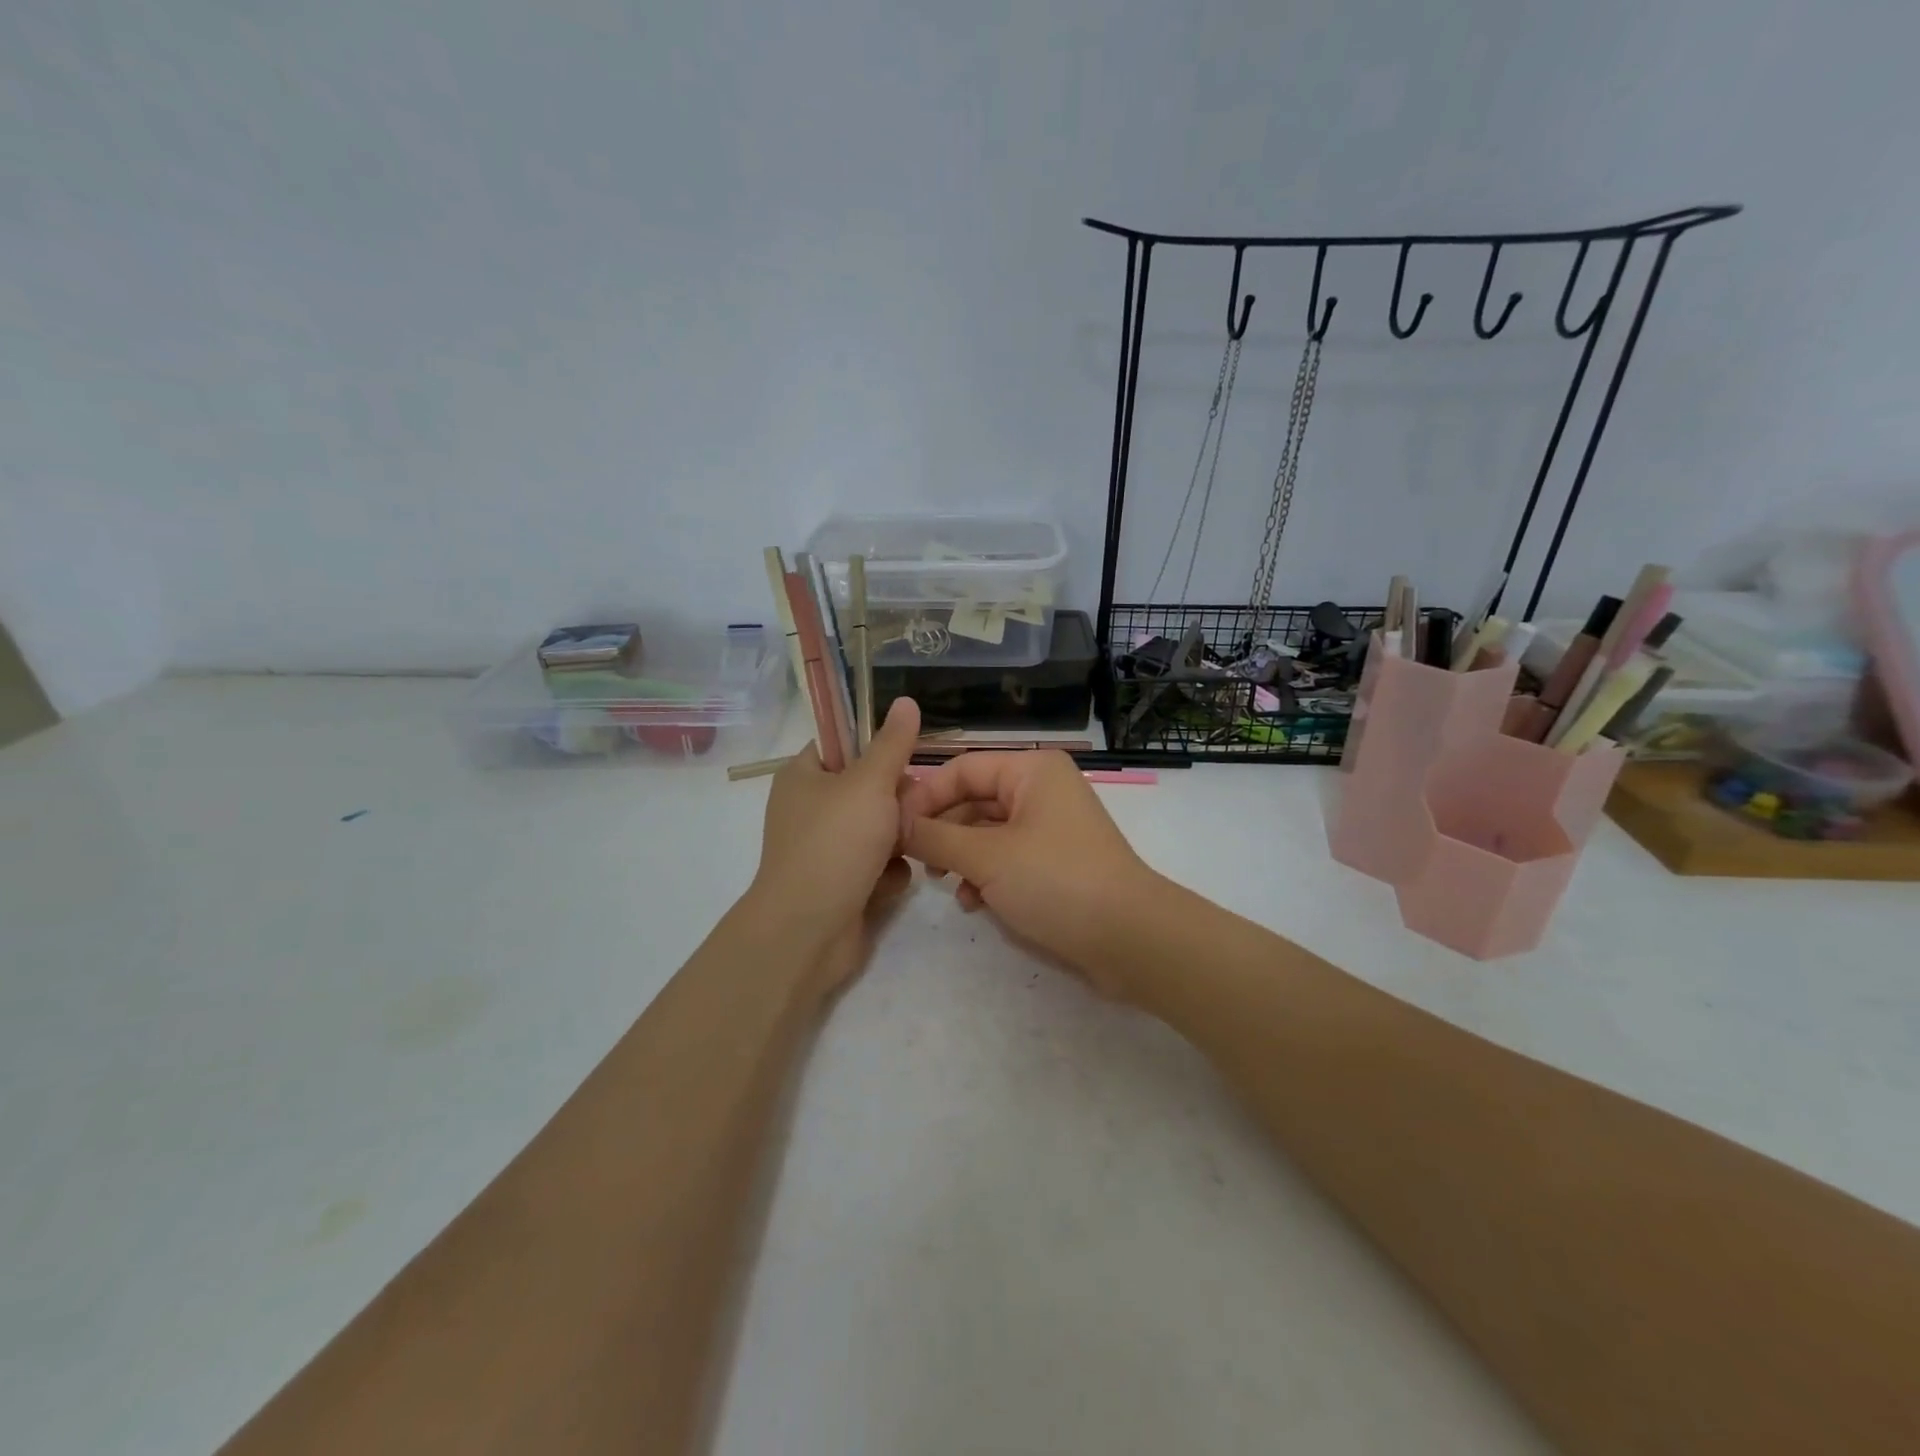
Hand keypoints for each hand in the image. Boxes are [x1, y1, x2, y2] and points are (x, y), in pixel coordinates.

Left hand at [747, 696, 922, 982]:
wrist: (809, 931)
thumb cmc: (835, 844)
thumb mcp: (870, 783)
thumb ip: (893, 744)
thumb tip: (905, 700)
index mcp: (803, 776)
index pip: (844, 745)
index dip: (877, 750)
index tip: (904, 762)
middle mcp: (811, 809)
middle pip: (870, 789)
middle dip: (897, 803)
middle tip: (905, 814)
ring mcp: (825, 849)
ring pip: (880, 829)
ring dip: (898, 840)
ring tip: (901, 851)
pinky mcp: (841, 884)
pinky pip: (878, 865)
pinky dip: (887, 874)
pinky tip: (886, 885)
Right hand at [900, 750, 1162, 999]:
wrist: (1129, 939)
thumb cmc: (1056, 882)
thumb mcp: (987, 858)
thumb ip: (935, 837)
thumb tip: (893, 823)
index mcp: (1032, 771)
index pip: (962, 769)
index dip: (924, 796)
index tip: (892, 829)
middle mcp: (1042, 789)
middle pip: (973, 799)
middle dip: (942, 830)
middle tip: (915, 861)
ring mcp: (1050, 826)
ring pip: (987, 831)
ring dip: (961, 856)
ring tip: (944, 884)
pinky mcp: (1055, 861)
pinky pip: (1007, 856)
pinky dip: (986, 874)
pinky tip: (973, 903)